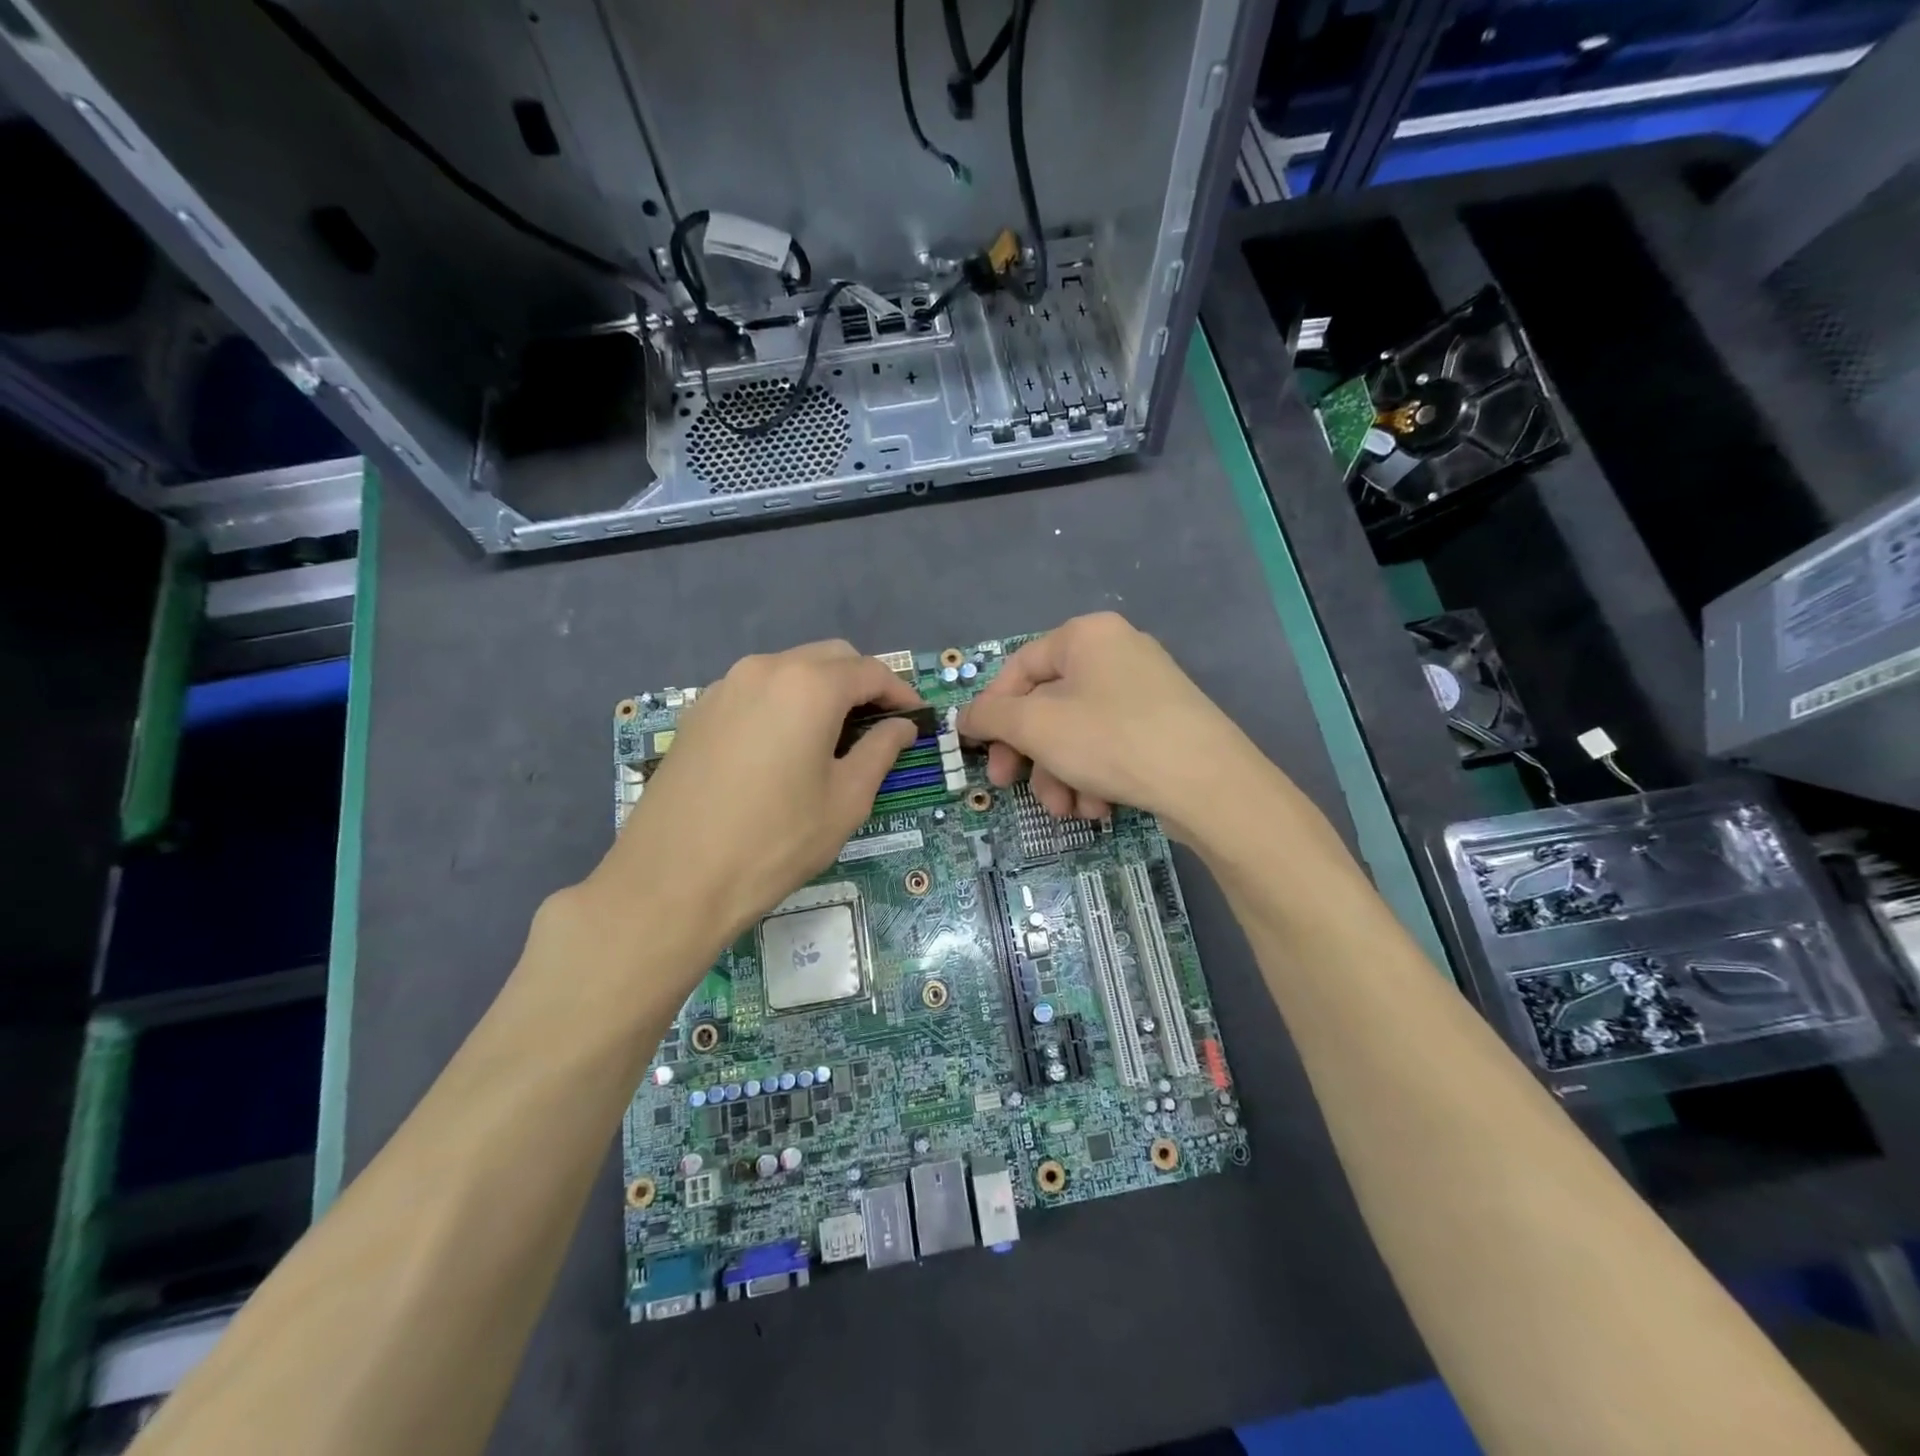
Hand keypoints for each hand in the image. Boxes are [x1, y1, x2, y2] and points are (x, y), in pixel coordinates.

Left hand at [585, 641, 920, 954]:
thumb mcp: (845, 801)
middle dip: (861, 683)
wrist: (672, 878)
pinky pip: (756, 690)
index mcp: (809, 686)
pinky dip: (784, 703)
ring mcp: (725, 686)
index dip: (900, 692)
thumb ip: (880, 752)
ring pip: (789, 670)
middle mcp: (765, 669)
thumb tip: (901, 726)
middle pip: (830, 658)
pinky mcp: (698, 711)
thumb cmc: (774, 842)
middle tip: (878, 726)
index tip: (916, 719)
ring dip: (821, 690)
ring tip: (833, 737)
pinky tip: (784, 746)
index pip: (870, 672)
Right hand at [958, 613, 1263, 839]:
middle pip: (1049, 705)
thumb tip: (964, 717)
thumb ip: (992, 716)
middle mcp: (1117, 652)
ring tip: (1069, 812)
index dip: (993, 711)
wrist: (1208, 783)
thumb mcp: (1036, 726)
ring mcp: (1145, 690)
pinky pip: (1111, 746)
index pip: (1019, 668)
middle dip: (1031, 756)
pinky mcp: (1164, 726)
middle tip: (1012, 788)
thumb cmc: (1111, 740)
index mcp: (1086, 636)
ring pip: (1078, 733)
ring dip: (1062, 776)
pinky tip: (1100, 810)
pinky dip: (1096, 778)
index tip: (981, 752)